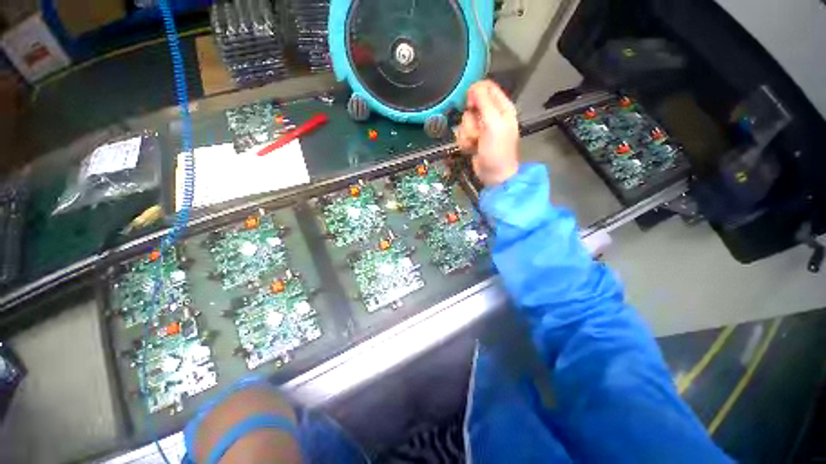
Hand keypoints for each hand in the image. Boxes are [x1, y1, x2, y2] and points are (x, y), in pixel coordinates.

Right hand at [455, 80, 519, 186]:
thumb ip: (484, 102)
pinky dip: (464, 142)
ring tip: (475, 143)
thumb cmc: (497, 150)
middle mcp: (491, 115)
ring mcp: (481, 128)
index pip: (486, 87)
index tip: (470, 105)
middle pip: (471, 106)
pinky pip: (462, 133)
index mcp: (501, 107)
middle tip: (477, 131)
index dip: (475, 93)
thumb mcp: (493, 124)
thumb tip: (474, 86)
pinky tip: (471, 148)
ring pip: (464, 121)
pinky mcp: (472, 138)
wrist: (493, 174)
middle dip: (470, 120)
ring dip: (467, 134)